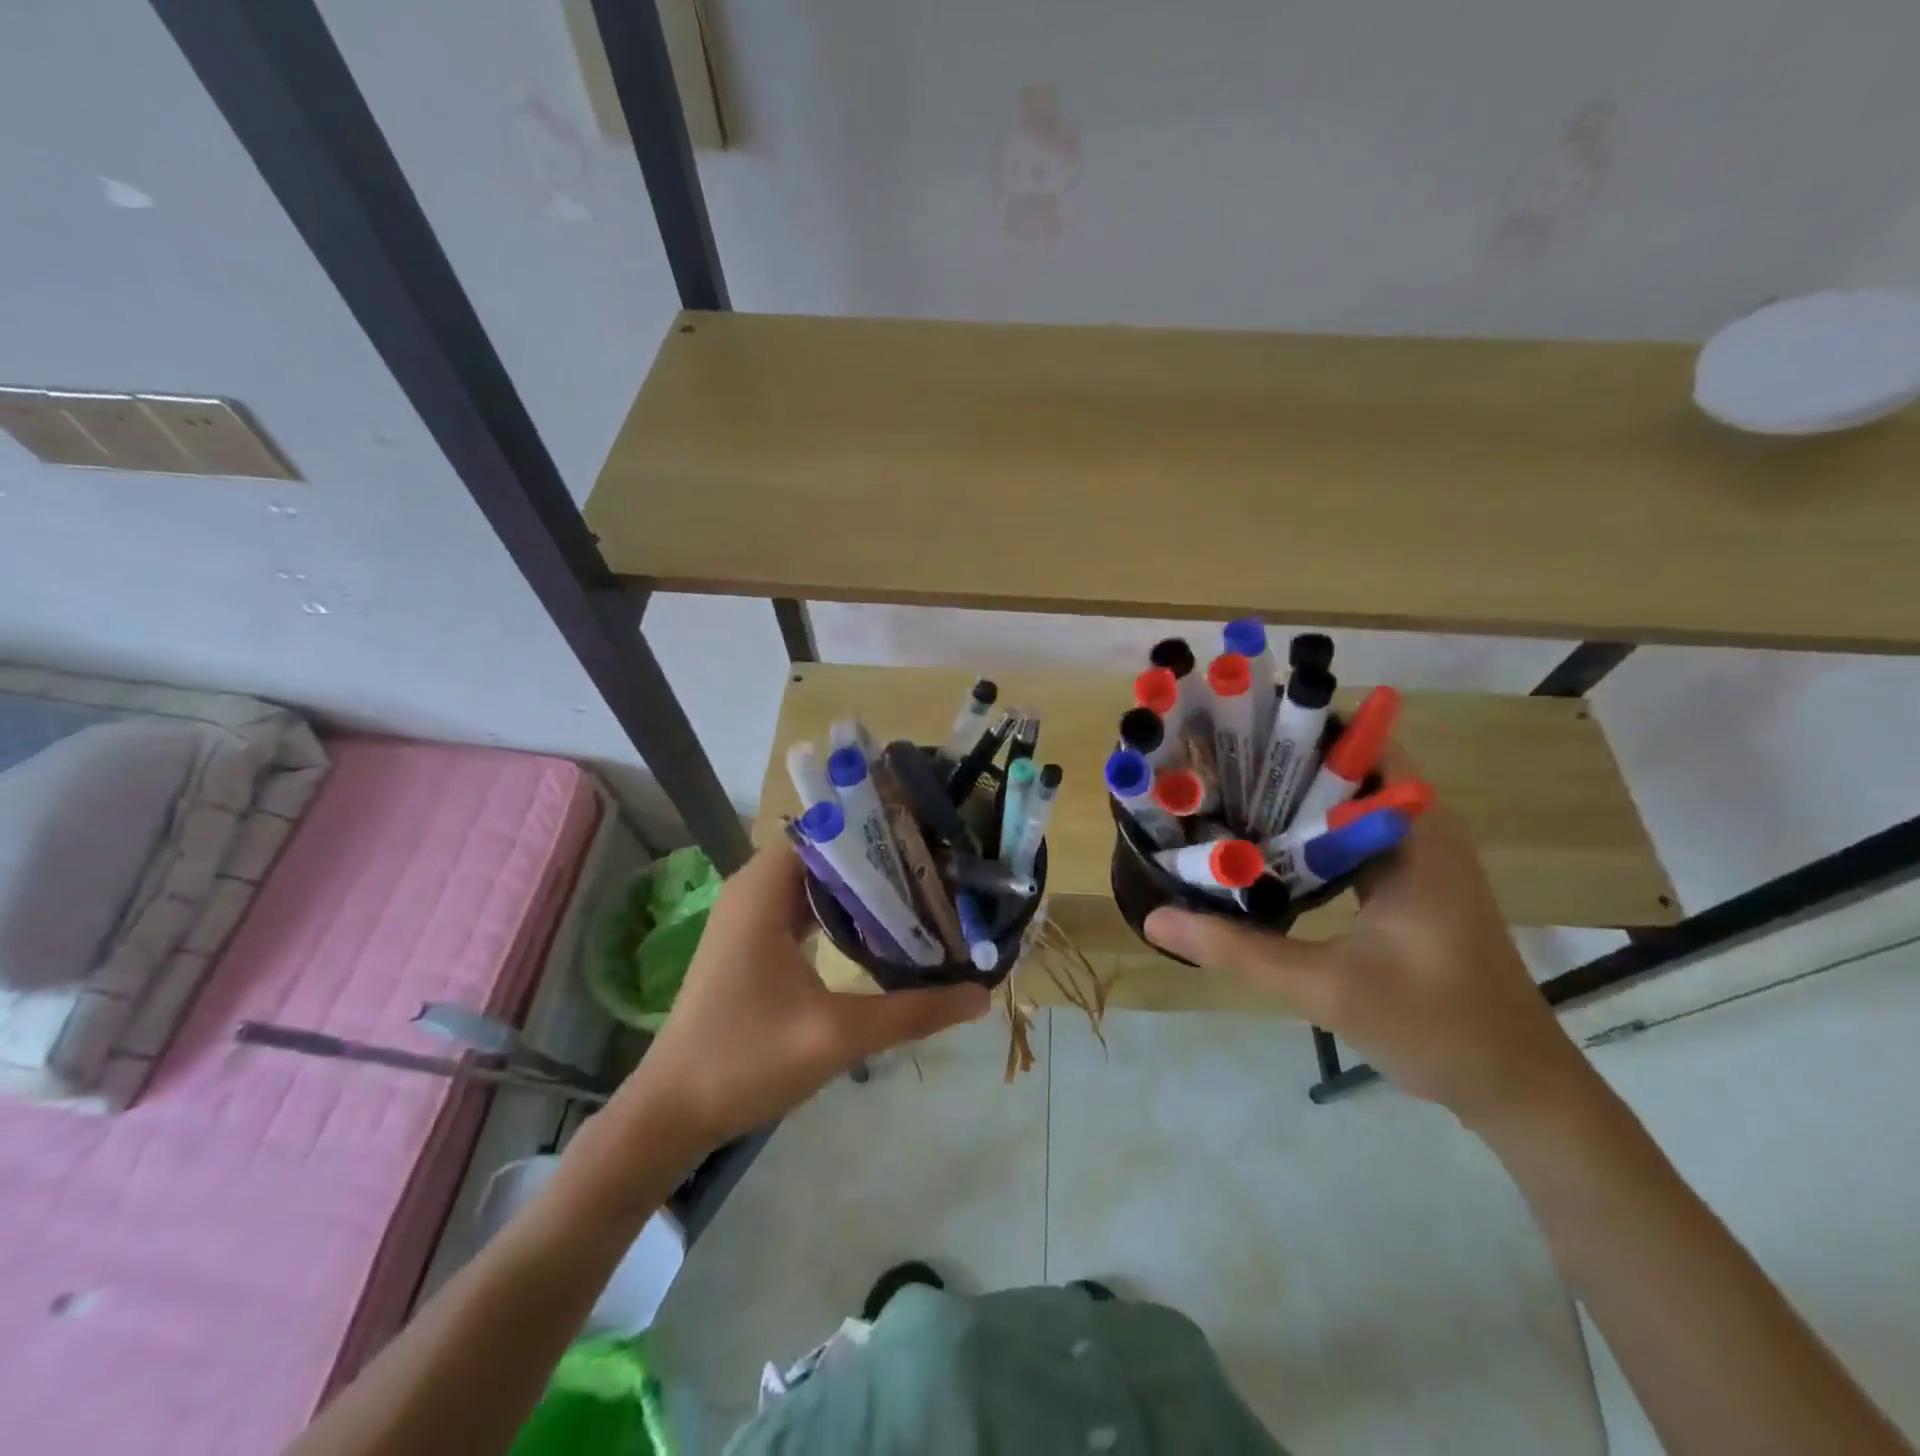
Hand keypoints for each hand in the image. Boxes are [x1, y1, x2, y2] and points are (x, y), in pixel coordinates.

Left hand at [614, 845, 989, 1154]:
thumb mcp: (838, 1036)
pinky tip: (879, 930)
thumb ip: (913, 1012)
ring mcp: (749, 918)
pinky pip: (803, 909)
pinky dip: (841, 912)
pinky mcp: (751, 944)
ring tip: (921, 892)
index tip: (930, 837)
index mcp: (763, 889)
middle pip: (828, 854)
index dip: (879, 828)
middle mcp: (753, 890)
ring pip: (817, 883)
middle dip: (880, 859)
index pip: (830, 831)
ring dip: (863, 888)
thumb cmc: (744, 1061)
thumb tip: (982, 995)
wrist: (668, 1114)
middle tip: (939, 868)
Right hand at [1143, 747, 1595, 1128]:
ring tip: (1220, 795)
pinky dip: (1307, 835)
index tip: (1233, 729)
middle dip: (1281, 762)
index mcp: (1416, 836)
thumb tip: (1155, 919)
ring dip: (1291, 799)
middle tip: (1209, 765)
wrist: (1518, 1089)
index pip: (1361, 746)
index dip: (1299, 729)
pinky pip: (1351, 839)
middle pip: (1347, 770)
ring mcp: (1419, 860)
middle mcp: (1421, 832)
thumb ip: (1237, 949)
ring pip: (1347, 806)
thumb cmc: (1436, 1027)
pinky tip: (1260, 850)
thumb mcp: (1324, 988)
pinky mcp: (1411, 886)